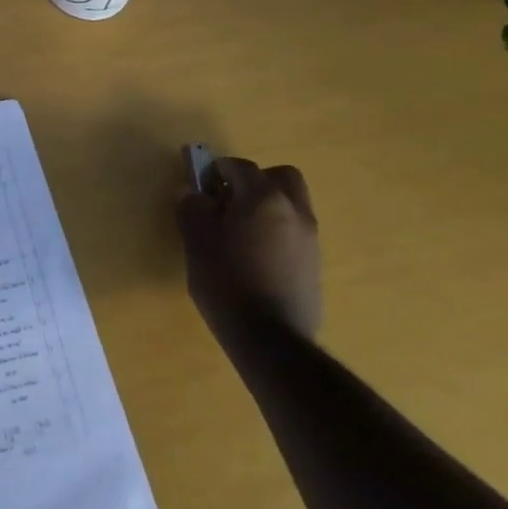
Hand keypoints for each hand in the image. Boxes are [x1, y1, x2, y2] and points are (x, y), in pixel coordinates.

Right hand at [176, 156, 321, 340]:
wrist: (271, 341)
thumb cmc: (227, 282)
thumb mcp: (197, 240)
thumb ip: (192, 208)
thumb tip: (192, 192)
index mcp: (264, 198)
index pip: (240, 167)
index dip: (216, 170)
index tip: (200, 187)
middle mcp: (294, 211)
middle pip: (280, 177)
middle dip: (254, 181)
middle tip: (229, 201)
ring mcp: (310, 239)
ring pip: (291, 205)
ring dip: (268, 207)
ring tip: (240, 233)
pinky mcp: (315, 266)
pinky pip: (295, 232)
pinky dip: (277, 232)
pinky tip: (255, 258)